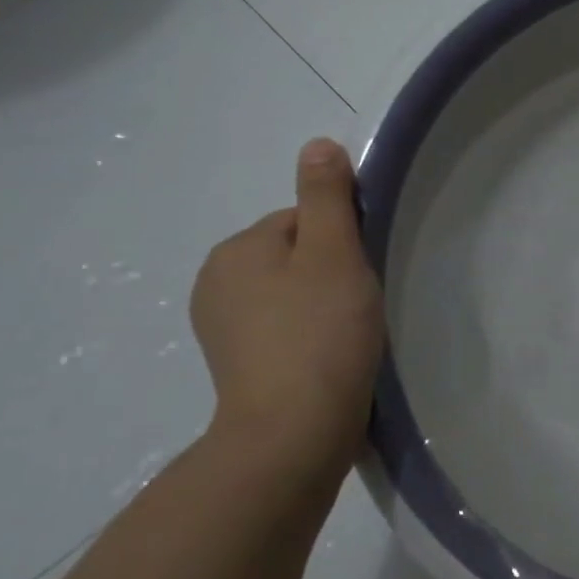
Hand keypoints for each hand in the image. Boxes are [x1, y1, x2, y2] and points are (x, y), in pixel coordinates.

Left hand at [191, 139, 384, 474]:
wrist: (293, 433)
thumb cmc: (320, 334)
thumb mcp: (333, 254)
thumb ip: (326, 198)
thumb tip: (317, 145)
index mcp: (237, 250)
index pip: (302, 221)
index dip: (342, 242)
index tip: (362, 275)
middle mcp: (216, 282)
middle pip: (294, 256)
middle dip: (330, 273)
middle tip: (359, 307)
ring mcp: (221, 329)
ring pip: (290, 294)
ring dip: (321, 306)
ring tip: (348, 336)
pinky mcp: (237, 365)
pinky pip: (282, 329)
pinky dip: (307, 336)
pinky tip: (329, 359)